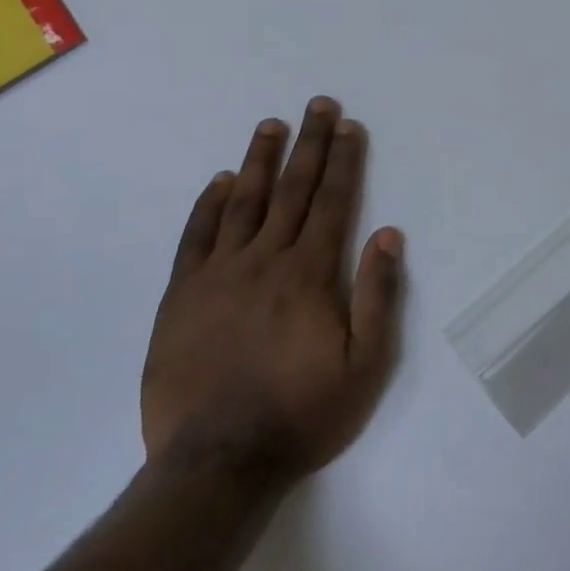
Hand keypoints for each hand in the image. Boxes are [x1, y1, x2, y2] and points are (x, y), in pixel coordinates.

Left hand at [141, 98, 404, 494]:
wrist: (216, 465)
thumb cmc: (303, 414)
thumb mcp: (365, 364)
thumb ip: (378, 295)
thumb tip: (388, 234)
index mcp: (310, 274)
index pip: (333, 202)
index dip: (344, 160)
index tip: (349, 125)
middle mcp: (266, 261)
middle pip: (293, 190)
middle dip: (309, 144)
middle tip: (317, 105)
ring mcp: (218, 276)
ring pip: (243, 203)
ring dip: (259, 161)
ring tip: (271, 125)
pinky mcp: (181, 297)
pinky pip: (196, 238)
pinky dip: (207, 206)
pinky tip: (218, 182)